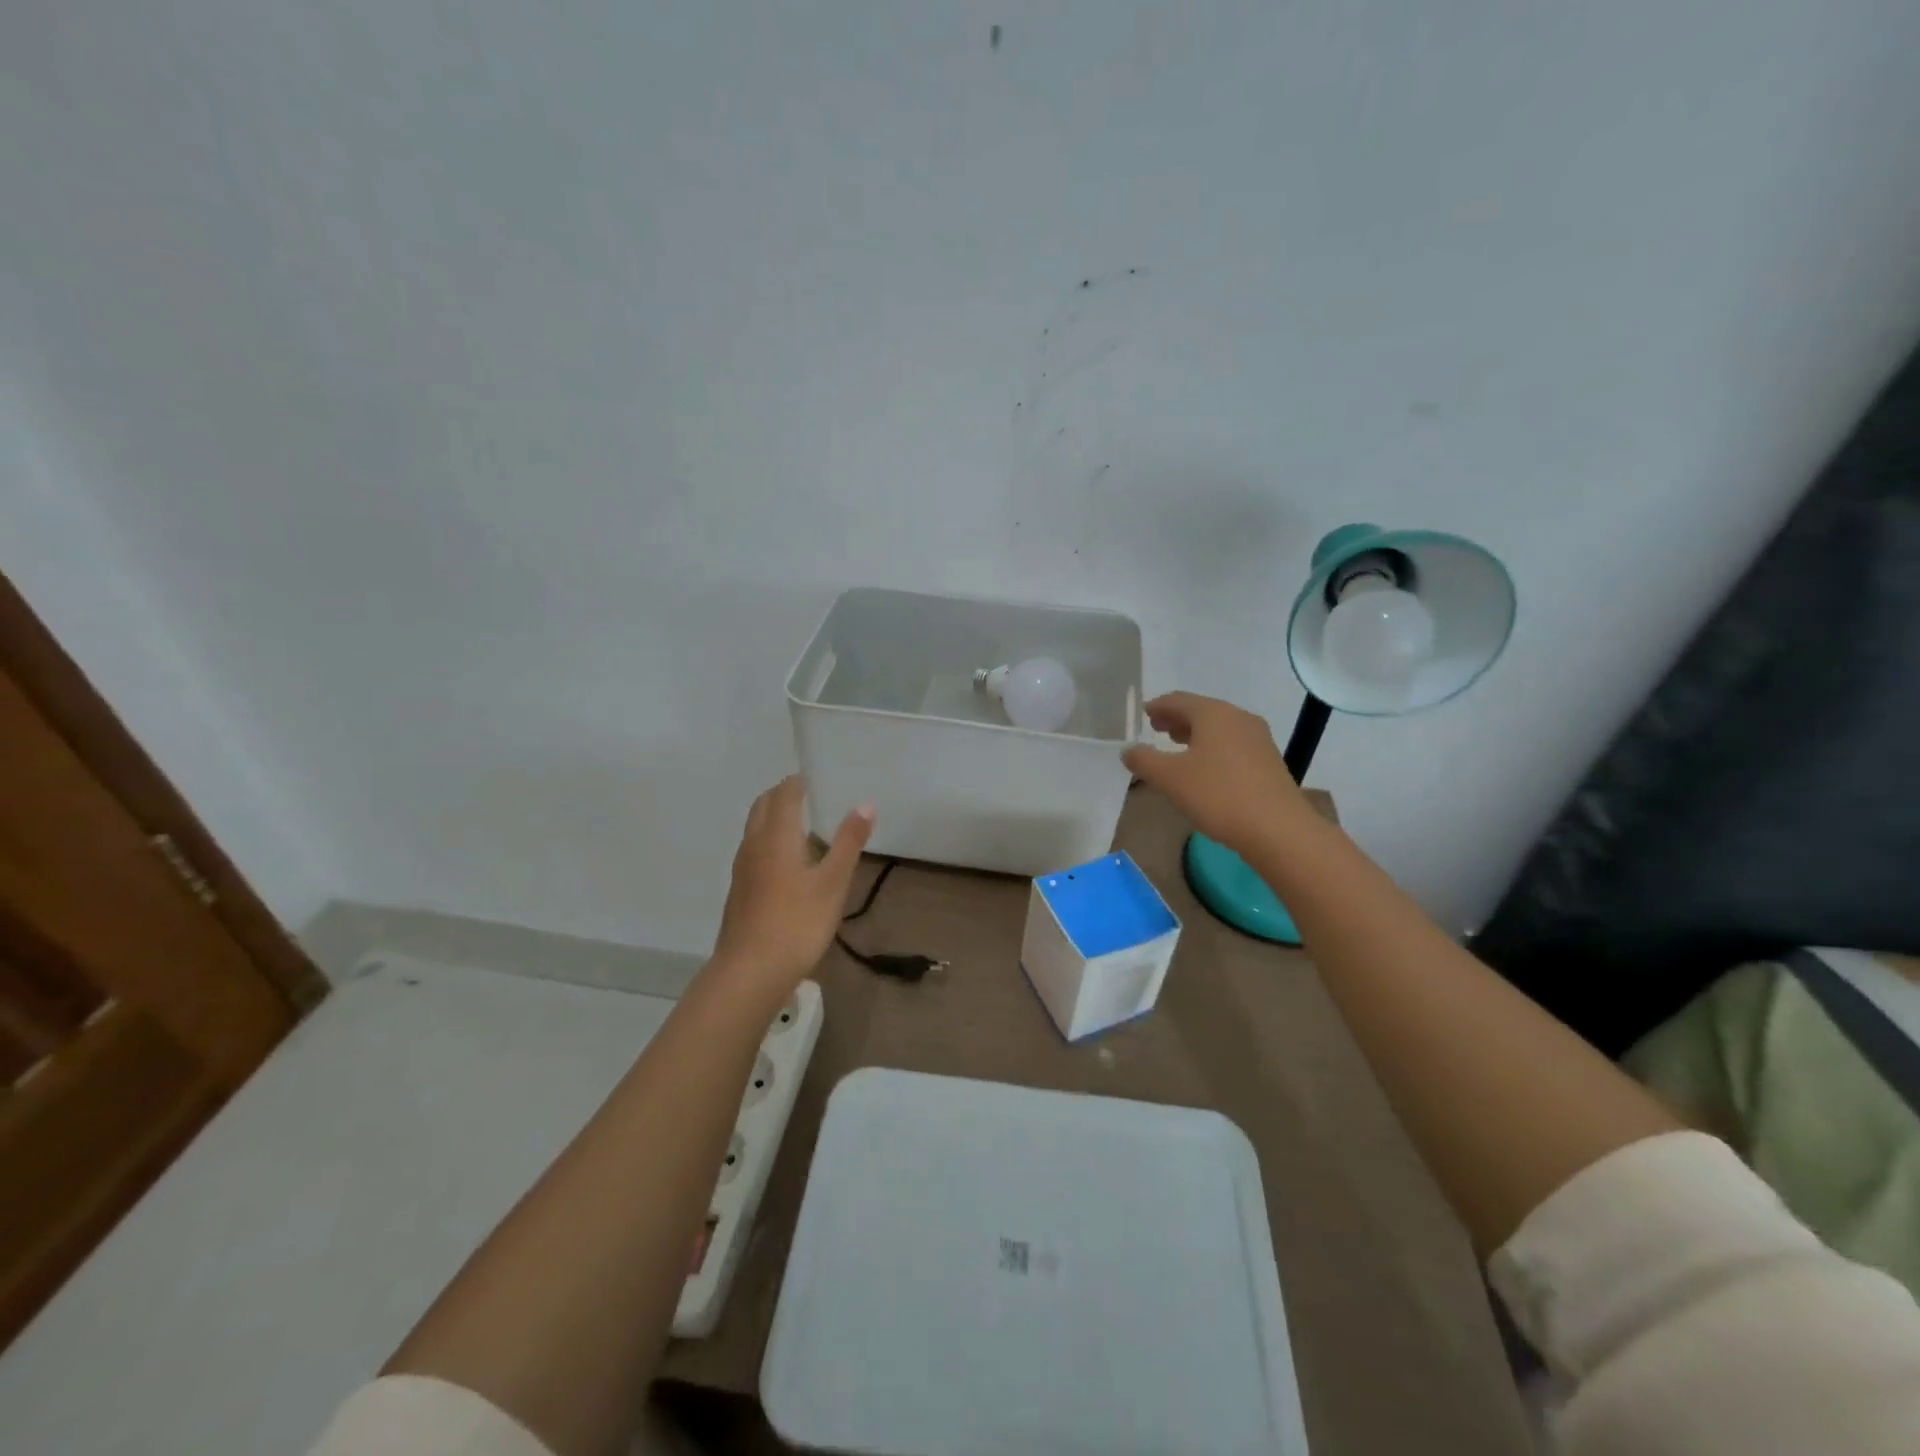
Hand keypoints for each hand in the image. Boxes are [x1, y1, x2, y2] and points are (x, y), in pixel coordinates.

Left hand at [712, 776, 873, 992]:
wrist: (750, 971)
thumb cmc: (798, 922)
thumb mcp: (833, 882)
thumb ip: (849, 841)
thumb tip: (865, 803)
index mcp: (776, 835)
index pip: (783, 793)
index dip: (799, 782)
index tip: (819, 779)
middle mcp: (753, 844)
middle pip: (762, 806)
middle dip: (783, 795)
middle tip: (811, 797)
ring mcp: (742, 868)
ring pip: (755, 828)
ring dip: (774, 818)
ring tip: (804, 826)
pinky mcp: (740, 889)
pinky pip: (754, 850)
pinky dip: (770, 841)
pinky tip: (790, 864)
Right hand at [1121, 691, 1310, 850]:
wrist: (1277, 828)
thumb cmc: (1218, 795)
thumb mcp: (1169, 778)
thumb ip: (1144, 760)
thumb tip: (1128, 750)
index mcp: (1213, 713)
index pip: (1178, 700)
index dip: (1158, 706)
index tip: (1144, 713)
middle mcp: (1238, 718)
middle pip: (1201, 711)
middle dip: (1177, 719)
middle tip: (1157, 728)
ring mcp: (1258, 739)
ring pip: (1219, 728)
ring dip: (1195, 733)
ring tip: (1178, 746)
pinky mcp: (1268, 760)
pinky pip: (1233, 744)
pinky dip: (1213, 747)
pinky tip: (1206, 767)